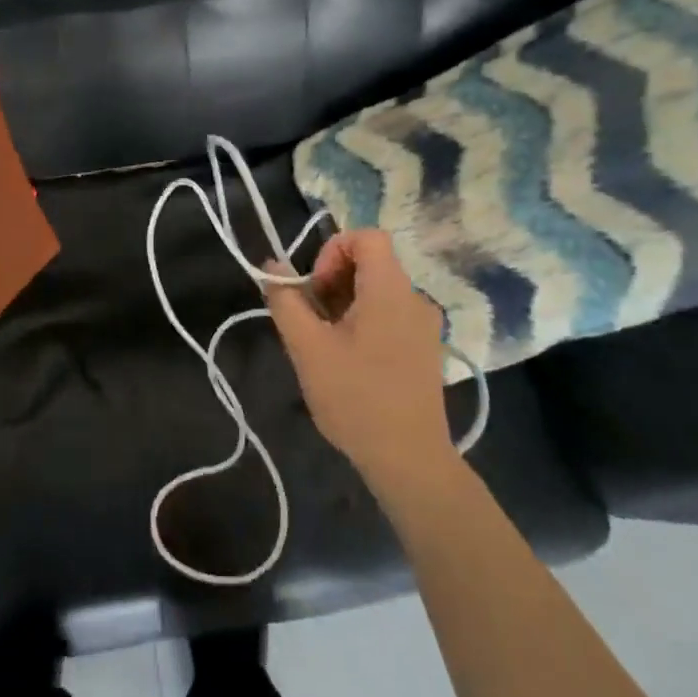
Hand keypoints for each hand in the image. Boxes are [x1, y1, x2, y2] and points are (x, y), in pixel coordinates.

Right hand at [264, 230, 453, 489]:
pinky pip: (390, 315)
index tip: (315, 288)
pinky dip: (363, 322)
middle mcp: (415, 298)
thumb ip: (286, 301)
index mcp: (390, 290)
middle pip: (370, 263)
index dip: (332, 250)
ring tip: (325, 344)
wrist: (409, 460)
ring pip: (378, 291)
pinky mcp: (425, 349)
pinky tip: (349, 360)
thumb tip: (272, 265)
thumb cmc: (355, 398)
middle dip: (333, 281)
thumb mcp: (307, 348)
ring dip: (345, 304)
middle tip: (312, 320)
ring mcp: (424, 325)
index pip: (367, 236)